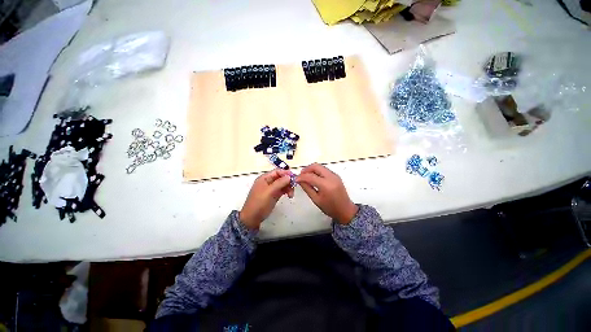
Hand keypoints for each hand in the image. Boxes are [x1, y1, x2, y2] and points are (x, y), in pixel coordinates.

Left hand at [239, 169, 294, 228]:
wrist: (253, 217)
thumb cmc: (259, 202)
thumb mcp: (269, 192)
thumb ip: (279, 183)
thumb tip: (289, 176)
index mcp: (265, 178)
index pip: (277, 171)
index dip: (286, 173)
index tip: (294, 177)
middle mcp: (269, 182)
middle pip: (281, 177)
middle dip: (288, 181)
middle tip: (294, 187)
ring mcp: (272, 189)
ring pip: (283, 184)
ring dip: (289, 187)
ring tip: (291, 195)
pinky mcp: (275, 195)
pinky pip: (283, 190)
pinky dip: (287, 191)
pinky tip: (290, 196)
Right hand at [296, 163, 357, 224]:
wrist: (345, 210)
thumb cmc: (330, 208)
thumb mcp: (316, 200)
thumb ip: (307, 188)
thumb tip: (299, 180)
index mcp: (326, 185)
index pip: (310, 176)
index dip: (301, 177)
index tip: (295, 179)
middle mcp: (331, 177)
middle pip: (316, 166)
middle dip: (306, 169)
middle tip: (300, 175)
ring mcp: (334, 175)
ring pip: (320, 166)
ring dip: (312, 169)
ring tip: (306, 176)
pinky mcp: (336, 175)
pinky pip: (324, 169)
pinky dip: (317, 171)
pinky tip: (313, 177)